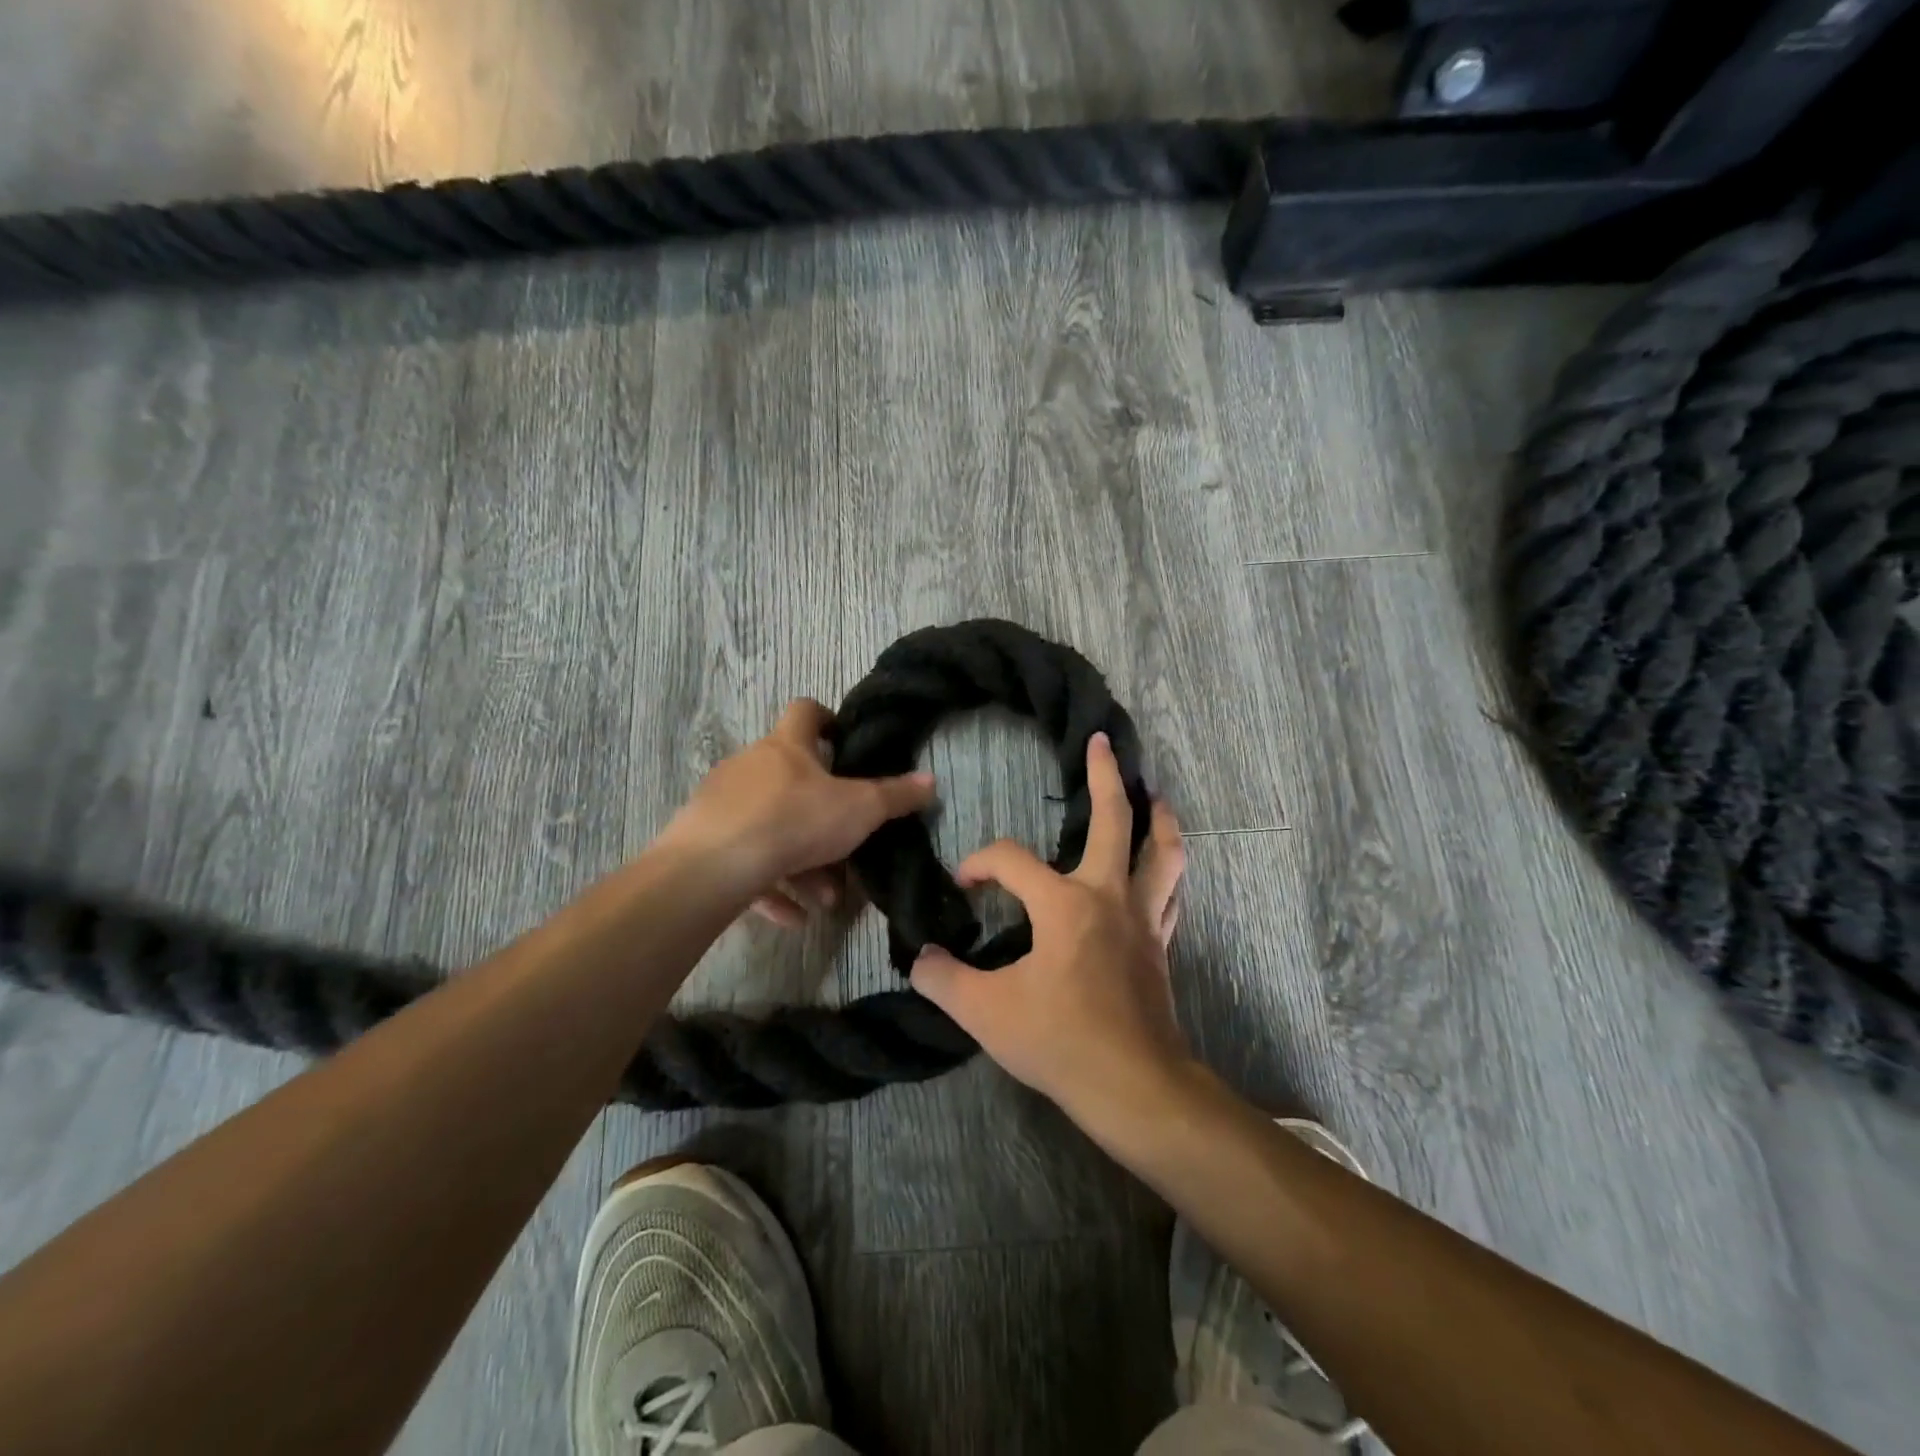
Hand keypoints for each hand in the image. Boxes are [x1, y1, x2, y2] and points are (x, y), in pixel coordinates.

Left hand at [660, 699, 935, 911]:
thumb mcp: (859, 810)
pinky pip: (745, 861)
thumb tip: (930, 782)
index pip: (805, 712)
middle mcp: (751, 766)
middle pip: (792, 781)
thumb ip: (895, 797)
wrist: (714, 866)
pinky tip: (792, 917)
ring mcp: (723, 803)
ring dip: (801, 862)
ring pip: (771, 828)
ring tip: (824, 899)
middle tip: (845, 848)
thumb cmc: (794, 820)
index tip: (842, 741)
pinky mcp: (703, 842)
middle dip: (822, 817)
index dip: (826, 720)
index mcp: (786, 747)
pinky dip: (770, 885)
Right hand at [909, 732, 1188, 1121]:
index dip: (980, 863)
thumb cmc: (1060, 1041)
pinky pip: (1170, 893)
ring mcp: (1142, 919)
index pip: (1011, 860)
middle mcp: (1108, 896)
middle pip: (1114, 820)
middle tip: (1101, 742)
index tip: (963, 885)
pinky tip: (1159, 868)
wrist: (1135, 1087)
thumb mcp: (985, 1013)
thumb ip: (943, 980)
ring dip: (1159, 818)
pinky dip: (1166, 869)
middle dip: (1106, 776)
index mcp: (1064, 903)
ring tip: (1154, 794)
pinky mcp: (1159, 945)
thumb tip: (920, 959)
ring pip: (1162, 852)